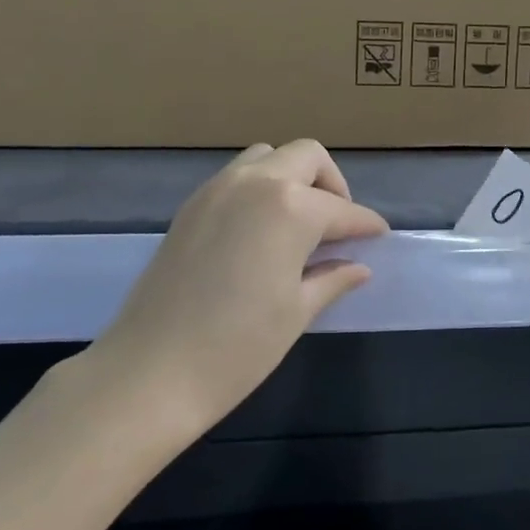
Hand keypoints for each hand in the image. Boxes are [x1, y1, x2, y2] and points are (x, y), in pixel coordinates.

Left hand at [90, 141, 389, 433]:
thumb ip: (332, 278)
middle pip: (306, 157)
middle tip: (338, 226)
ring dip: (292, 178)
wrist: (150, 372)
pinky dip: (260, 188)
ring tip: (300, 223)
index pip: (342, 209)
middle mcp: (254, 183)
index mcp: (290, 208)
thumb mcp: (296, 312)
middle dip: (332, 185)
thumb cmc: (238, 347)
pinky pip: (237, 176)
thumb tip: (358, 267)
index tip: (378, 237)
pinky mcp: (191, 206)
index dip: (365, 224)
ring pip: (267, 157)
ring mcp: (216, 190)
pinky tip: (263, 231)